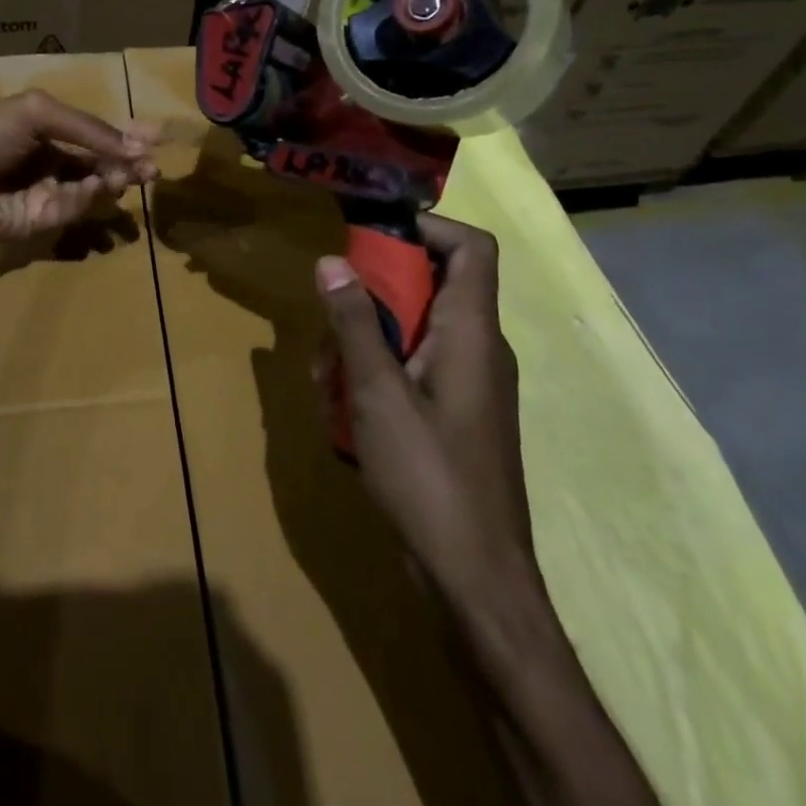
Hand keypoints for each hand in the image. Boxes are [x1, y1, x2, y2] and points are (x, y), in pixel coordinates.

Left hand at [0, 89, 158, 243]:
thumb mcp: (36, 113)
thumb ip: (87, 128)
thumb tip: (135, 145)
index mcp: (46, 127)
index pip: (94, 131)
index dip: (125, 133)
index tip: (157, 136)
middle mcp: (52, 158)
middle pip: (101, 160)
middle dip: (129, 161)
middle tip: (154, 168)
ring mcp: (49, 190)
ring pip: (95, 186)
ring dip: (117, 179)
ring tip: (136, 175)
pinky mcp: (45, 220)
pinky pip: (77, 207)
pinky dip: (91, 197)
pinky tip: (100, 186)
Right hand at [315, 214, 535, 601]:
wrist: (477, 579)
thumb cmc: (429, 477)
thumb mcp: (377, 393)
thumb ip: (354, 322)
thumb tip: (331, 260)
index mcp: (473, 331)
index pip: (472, 247)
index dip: (428, 227)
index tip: (372, 235)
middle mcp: (479, 347)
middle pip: (432, 284)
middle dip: (373, 292)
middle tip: (329, 315)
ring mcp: (469, 382)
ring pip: (415, 328)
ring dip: (366, 337)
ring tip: (325, 374)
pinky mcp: (456, 412)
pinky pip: (416, 365)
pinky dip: (378, 369)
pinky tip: (343, 407)